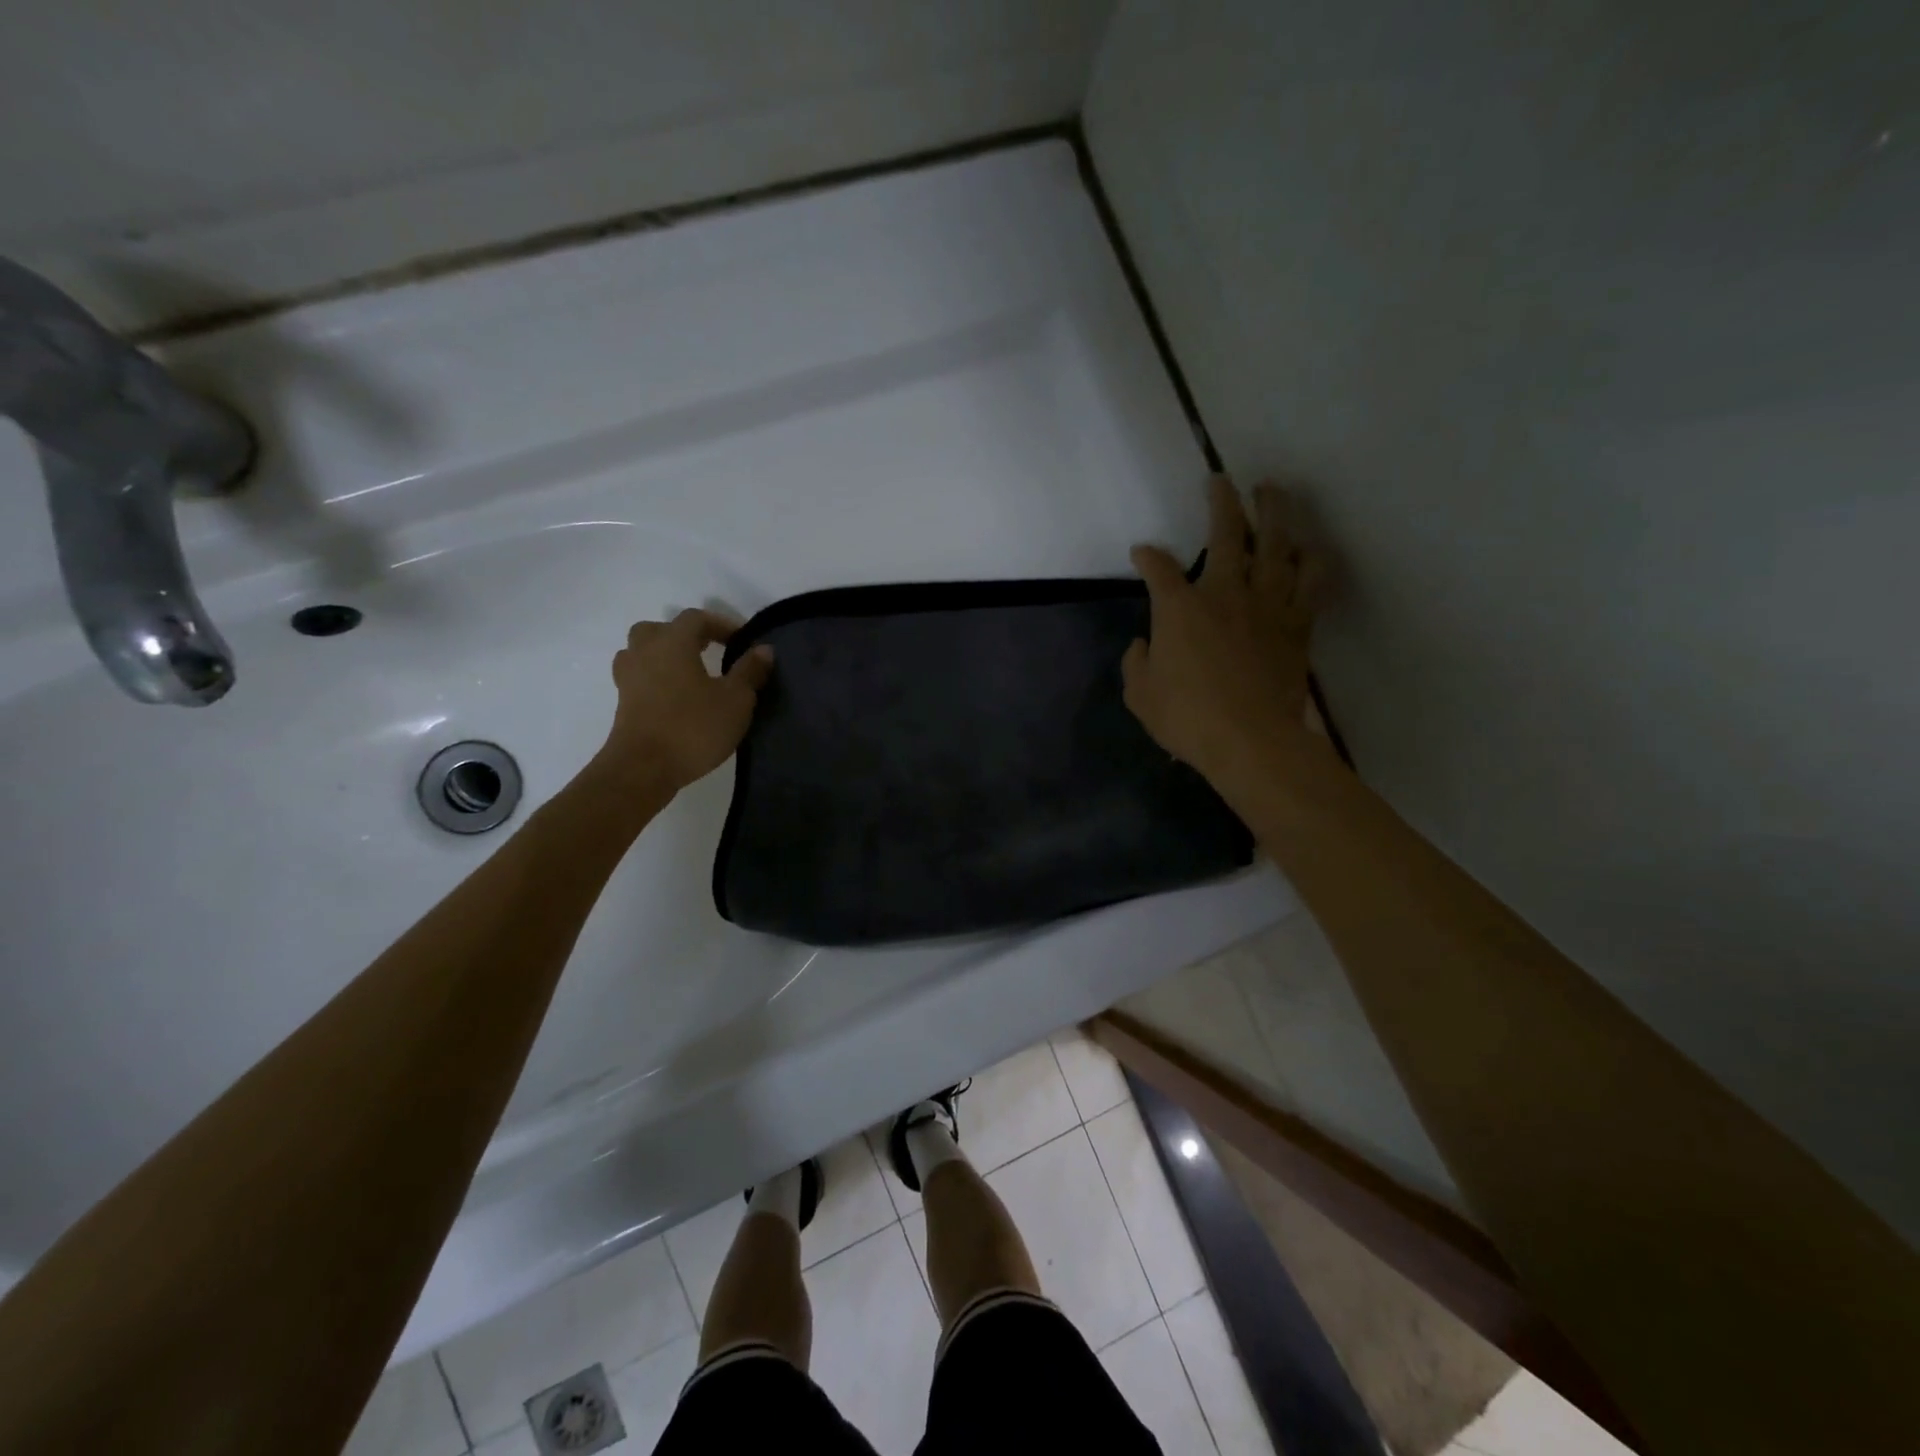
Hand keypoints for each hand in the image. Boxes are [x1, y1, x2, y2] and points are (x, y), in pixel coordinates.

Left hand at [597, 609, 773, 796]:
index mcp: (673, 643)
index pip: (696, 618)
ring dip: (665, 654)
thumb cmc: (693, 728)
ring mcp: (629, 677)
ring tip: (689, 671)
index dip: (721, 624)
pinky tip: (674, 695)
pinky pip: (639, 676)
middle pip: (661, 629)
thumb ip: (749, 671)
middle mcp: (645, 652)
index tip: (742, 641)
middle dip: (686, 635)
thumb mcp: (736, 700)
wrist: (643, 769)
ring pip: (643, 651)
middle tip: (709, 650)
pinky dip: (655, 678)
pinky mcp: (623, 702)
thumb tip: (763, 649)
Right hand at [1122, 476, 1324, 791]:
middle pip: (1226, 533)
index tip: (1142, 552)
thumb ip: (1136, 664)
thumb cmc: (1188, 719)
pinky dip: (1311, 560)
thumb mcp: (1141, 696)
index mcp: (1179, 608)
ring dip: (1274, 513)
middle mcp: (1224, 593)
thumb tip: (1143, 645)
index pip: (1158, 568)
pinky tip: (1309, 548)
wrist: (1251, 741)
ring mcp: (1266, 604)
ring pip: (1276, 544)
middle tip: (1219, 481)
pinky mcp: (1297, 623)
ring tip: (1272, 492)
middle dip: (1220, 502)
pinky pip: (1311, 581)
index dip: (1147, 556)